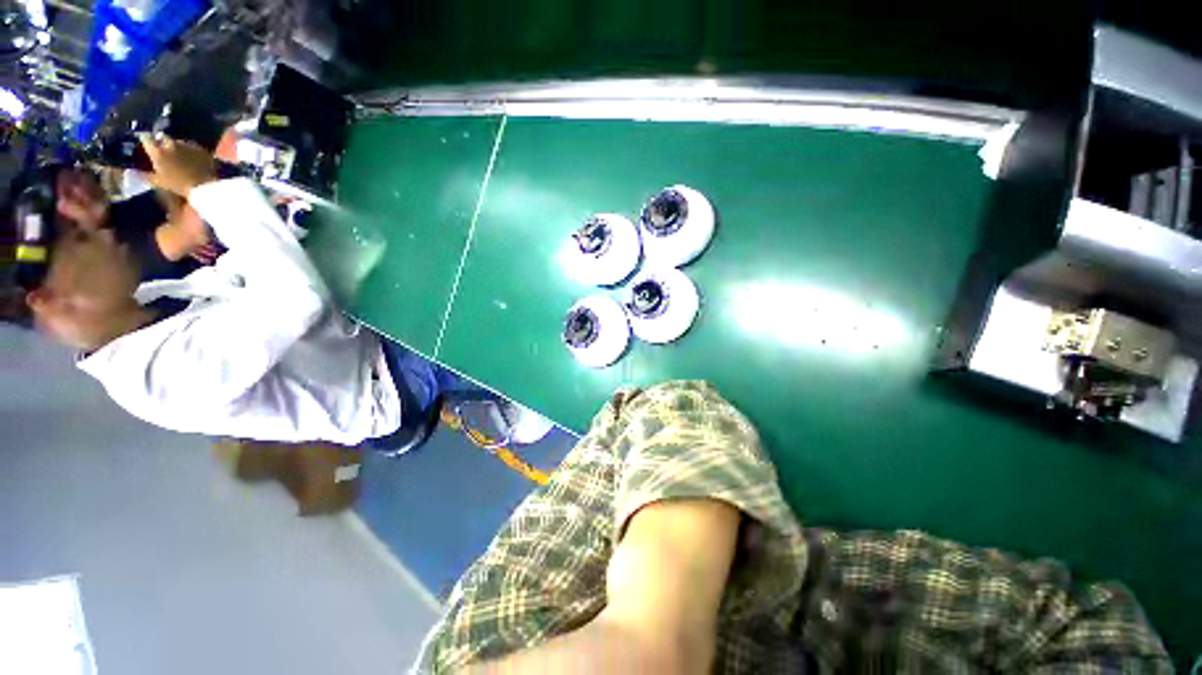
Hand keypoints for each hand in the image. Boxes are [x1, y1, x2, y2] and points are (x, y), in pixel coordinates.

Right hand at [138, 134, 216, 197]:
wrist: (205, 185)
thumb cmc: (178, 185)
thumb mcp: (158, 182)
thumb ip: (145, 175)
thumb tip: (133, 172)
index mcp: (158, 151)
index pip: (146, 139)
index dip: (145, 139)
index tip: (144, 142)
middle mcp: (170, 144)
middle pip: (162, 137)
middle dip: (160, 141)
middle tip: (161, 149)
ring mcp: (186, 144)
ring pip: (177, 141)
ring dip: (175, 146)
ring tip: (177, 154)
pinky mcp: (200, 147)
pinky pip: (191, 146)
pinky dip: (188, 149)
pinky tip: (190, 157)